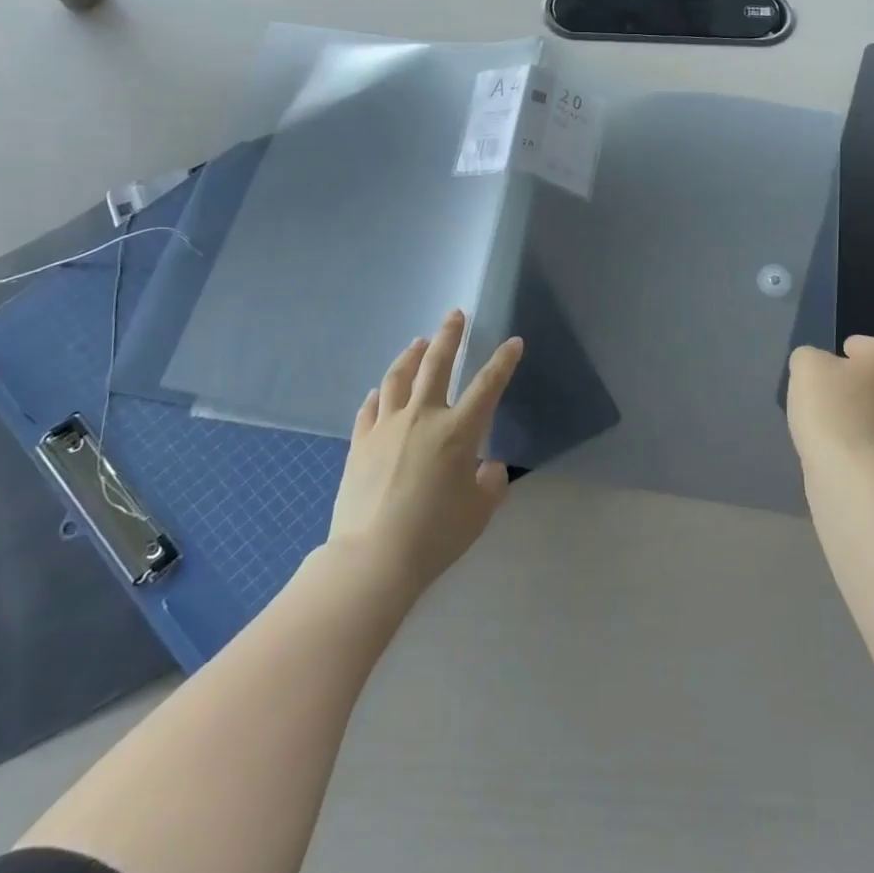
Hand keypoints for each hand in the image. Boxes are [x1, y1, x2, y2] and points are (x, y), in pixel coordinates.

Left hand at [329, 310, 523, 594]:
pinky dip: (379, 394)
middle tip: (455, 315)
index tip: (513, 342)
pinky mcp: (360, 443)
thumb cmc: (435, 536)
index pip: (487, 385)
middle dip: (449, 336)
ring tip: (417, 342)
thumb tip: (487, 467)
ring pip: (399, 378)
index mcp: (458, 431)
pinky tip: (380, 391)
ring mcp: (387, 427)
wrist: (373, 558)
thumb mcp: (478, 512)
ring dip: (411, 355)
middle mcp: (422, 417)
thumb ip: (490, 483)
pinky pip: (371, 408)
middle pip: (437, 364)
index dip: (503, 361)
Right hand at [786, 336, 873, 466]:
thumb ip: (808, 356)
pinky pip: (868, 434)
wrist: (850, 471)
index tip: (819, 367)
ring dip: (851, 410)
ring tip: (822, 421)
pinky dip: (852, 435)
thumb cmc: (829, 408)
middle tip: (818, 393)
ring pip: (870, 406)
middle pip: (869, 376)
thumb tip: (816, 366)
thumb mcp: (805, 366)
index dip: (838, 351)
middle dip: (847, 382)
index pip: (863, 344)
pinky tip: (833, 443)